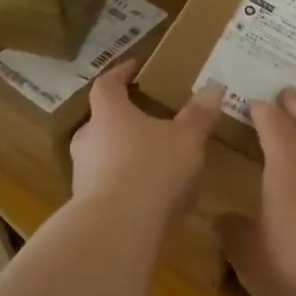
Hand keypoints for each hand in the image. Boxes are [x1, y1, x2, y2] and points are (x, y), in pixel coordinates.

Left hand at [69, 61, 223, 223]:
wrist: (119, 227)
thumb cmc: (153, 168)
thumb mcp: (187, 139)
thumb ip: (199, 114)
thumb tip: (214, 87)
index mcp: (108, 113)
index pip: (107, 84)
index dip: (120, 73)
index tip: (134, 67)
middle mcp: (88, 138)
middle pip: (102, 120)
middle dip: (124, 120)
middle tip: (148, 121)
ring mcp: (82, 173)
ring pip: (103, 155)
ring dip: (123, 155)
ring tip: (153, 162)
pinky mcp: (85, 205)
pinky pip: (107, 185)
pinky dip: (125, 184)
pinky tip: (148, 197)